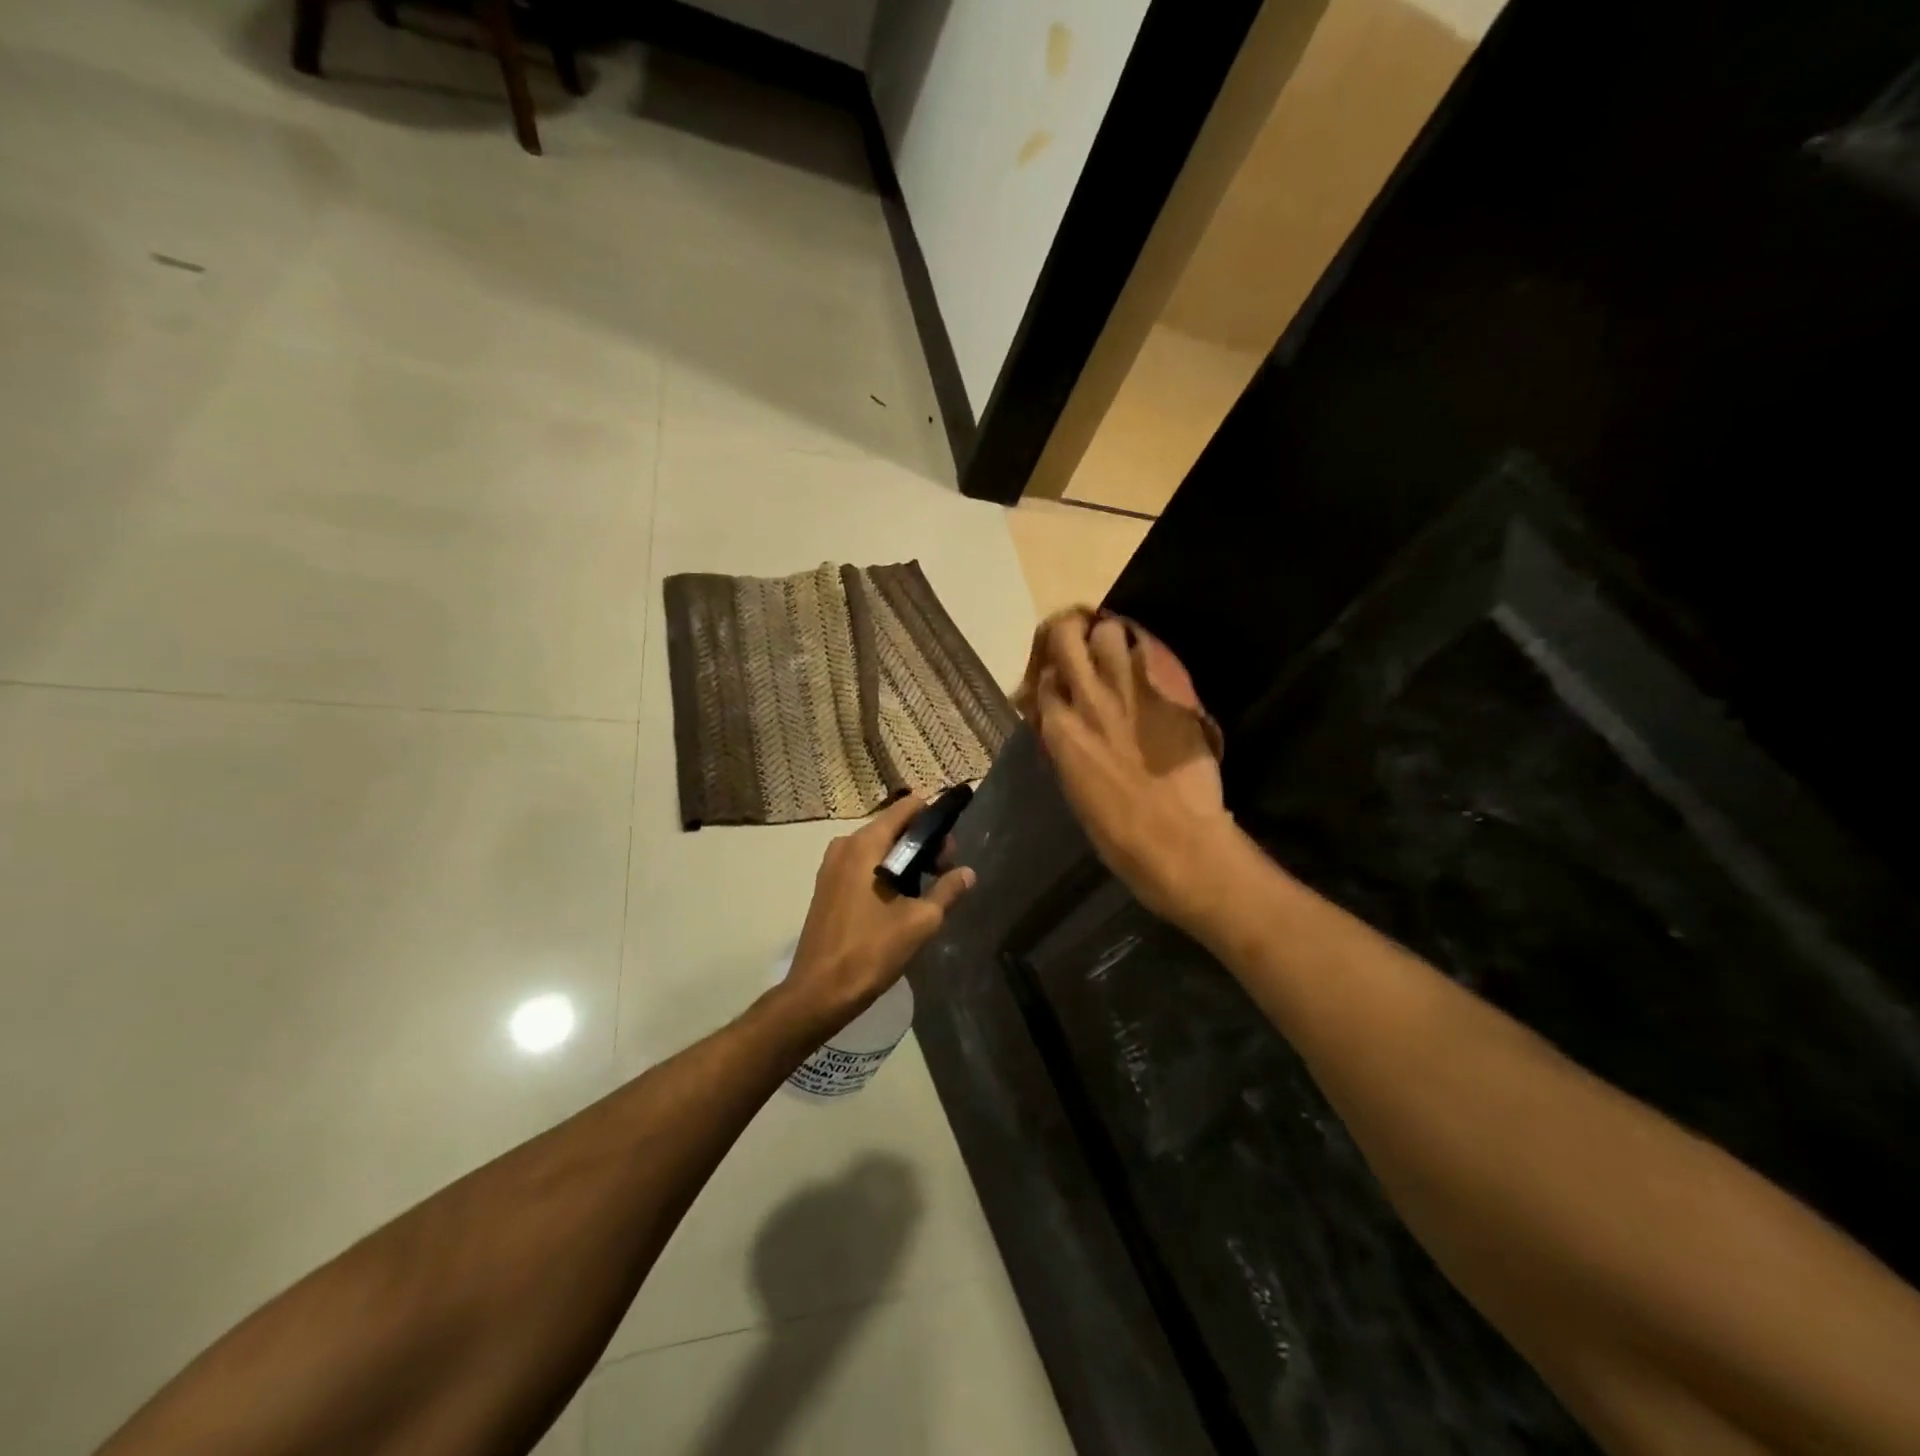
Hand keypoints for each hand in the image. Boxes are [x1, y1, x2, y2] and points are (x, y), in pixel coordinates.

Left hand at [782, 795, 975, 1029]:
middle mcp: (845, 844)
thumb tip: (968, 873)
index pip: (908, 807)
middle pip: (894, 825)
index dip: (935, 820)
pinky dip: (887, 871)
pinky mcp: (828, 885)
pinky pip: (864, 864)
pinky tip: (901, 901)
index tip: (951, 851)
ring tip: (927, 892)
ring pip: (880, 847)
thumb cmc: (870, 951)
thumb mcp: (920, 921)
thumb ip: (947, 890)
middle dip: (924, 843)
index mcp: (865, 844)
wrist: (819, 992)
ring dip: (907, 859)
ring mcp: (832, 865)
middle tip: (945, 875)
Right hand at [1024, 609, 1233, 922]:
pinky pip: (1150, 655)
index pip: (1042, 680)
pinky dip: (1145, 655)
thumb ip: (1068, 747)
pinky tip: (1150, 670)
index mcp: (1060, 731)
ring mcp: (1129, 692)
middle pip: (1066, 637)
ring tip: (1120, 655)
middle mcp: (1087, 700)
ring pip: (1109, 632)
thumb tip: (1066, 730)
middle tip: (1082, 644)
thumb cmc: (1119, 834)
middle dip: (1070, 633)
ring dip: (1110, 638)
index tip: (1060, 681)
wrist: (1178, 842)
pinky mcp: (1168, 694)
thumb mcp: (1075, 788)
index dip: (1050, 676)